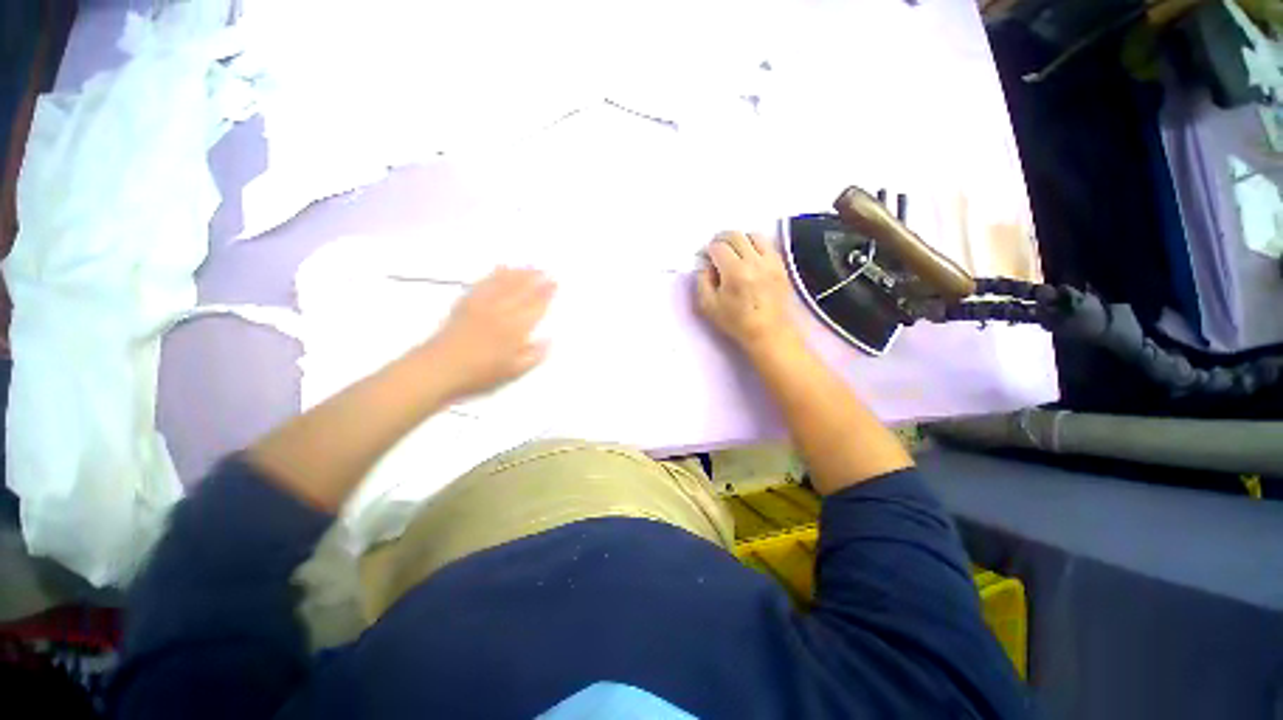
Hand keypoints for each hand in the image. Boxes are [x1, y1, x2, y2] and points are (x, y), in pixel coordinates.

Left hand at [427, 267, 555, 399]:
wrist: (439, 368)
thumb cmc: (479, 374)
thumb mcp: (512, 371)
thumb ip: (533, 356)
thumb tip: (549, 340)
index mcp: (514, 329)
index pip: (535, 307)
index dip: (546, 294)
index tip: (554, 283)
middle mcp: (500, 312)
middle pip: (521, 291)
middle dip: (535, 279)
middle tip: (546, 270)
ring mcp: (482, 305)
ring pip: (503, 283)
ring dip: (518, 273)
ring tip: (529, 265)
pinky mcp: (466, 303)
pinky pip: (483, 283)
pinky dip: (493, 274)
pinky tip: (500, 268)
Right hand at [696, 231, 800, 354]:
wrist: (769, 332)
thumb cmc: (736, 322)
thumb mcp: (708, 306)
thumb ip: (702, 281)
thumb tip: (706, 265)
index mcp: (734, 272)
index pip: (717, 247)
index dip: (707, 250)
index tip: (705, 258)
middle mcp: (754, 261)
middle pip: (735, 235)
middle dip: (721, 239)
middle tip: (716, 250)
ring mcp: (770, 261)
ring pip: (753, 235)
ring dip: (740, 239)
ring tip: (734, 252)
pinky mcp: (781, 265)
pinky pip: (768, 245)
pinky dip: (756, 245)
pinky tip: (750, 257)